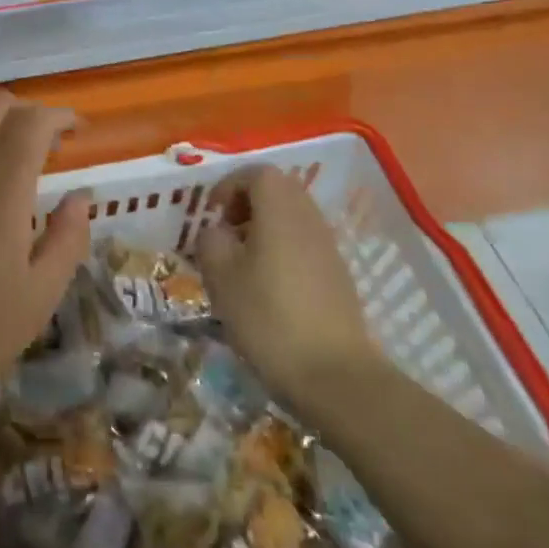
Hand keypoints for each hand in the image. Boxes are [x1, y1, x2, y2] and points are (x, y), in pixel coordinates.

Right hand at [193, 165, 385, 404]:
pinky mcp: (338, 276)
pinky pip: (304, 243)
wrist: (334, 374)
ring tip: (241, 261)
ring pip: (293, 217)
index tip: (211, 212)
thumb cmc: (268, 317)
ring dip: (264, 226)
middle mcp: (309, 219)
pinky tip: (267, 286)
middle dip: (247, 202)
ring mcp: (328, 247)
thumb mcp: (220, 276)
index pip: (258, 173)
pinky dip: (282, 249)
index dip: (229, 185)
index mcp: (280, 210)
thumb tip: (216, 231)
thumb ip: (211, 241)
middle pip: (279, 190)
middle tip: (225, 231)